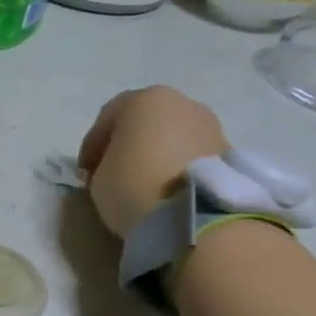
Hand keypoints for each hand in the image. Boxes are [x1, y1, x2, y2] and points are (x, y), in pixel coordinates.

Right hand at [77, 86, 229, 237]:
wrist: (195, 216)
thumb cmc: (134, 186)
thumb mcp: (99, 178)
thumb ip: (104, 165)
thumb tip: (116, 168)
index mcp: (144, 100)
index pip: (107, 118)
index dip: (92, 146)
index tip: (85, 174)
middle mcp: (181, 103)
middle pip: (145, 121)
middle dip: (128, 144)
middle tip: (115, 173)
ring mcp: (210, 125)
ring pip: (173, 136)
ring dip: (157, 154)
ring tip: (145, 182)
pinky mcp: (229, 151)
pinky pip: (193, 154)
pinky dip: (179, 165)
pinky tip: (169, 188)